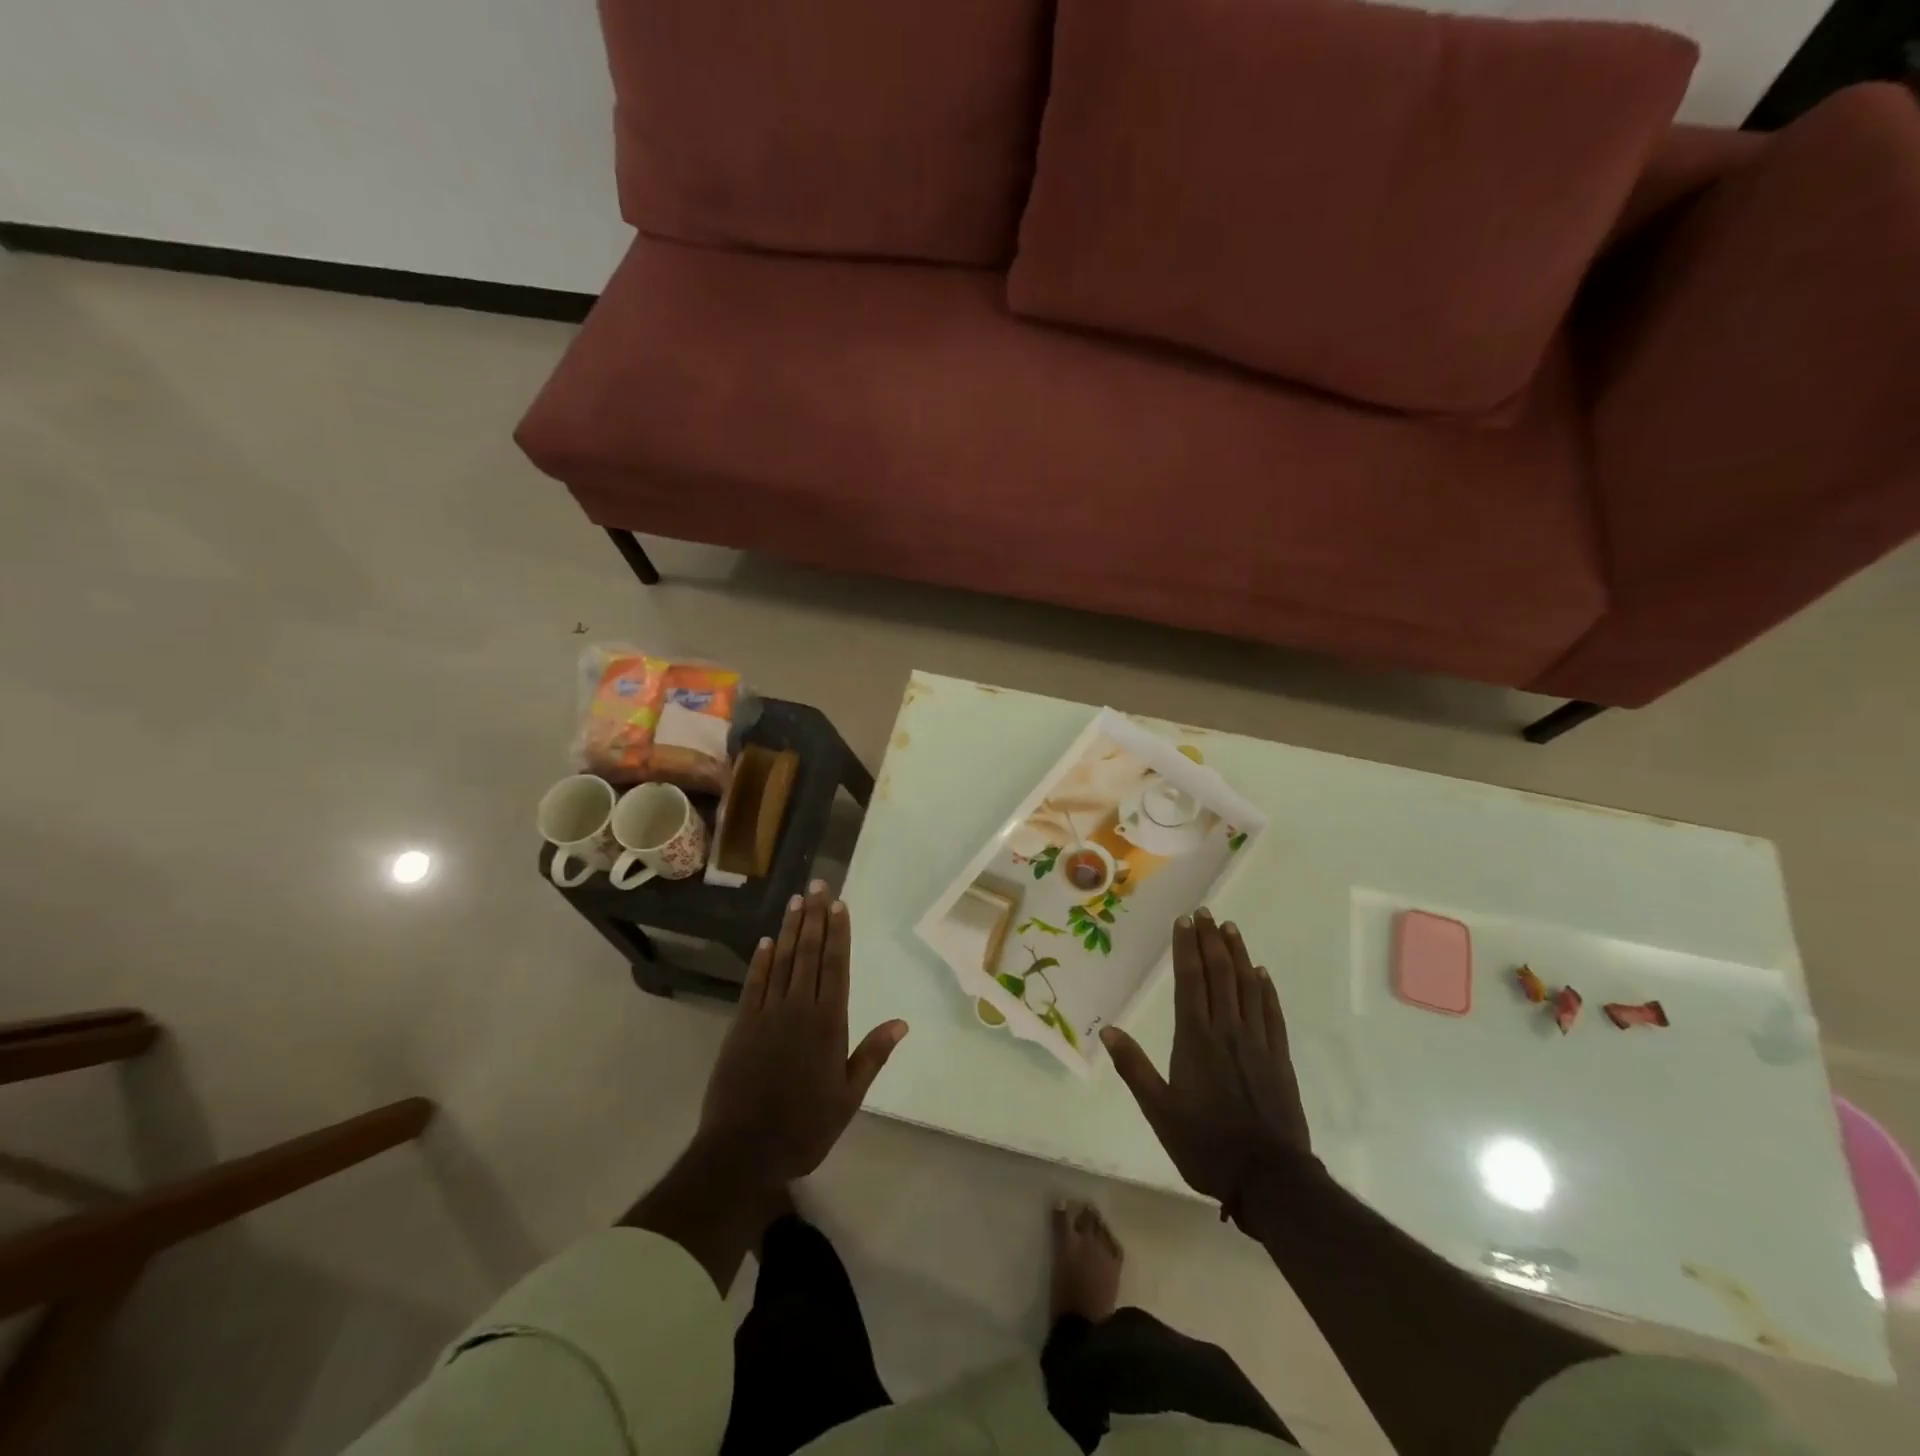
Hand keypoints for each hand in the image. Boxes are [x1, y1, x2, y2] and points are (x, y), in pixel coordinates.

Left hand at [698, 881, 907, 1185]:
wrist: (743, 1150)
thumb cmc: (804, 1126)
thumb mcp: (848, 1097)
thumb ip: (872, 1055)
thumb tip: (902, 1023)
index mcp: (828, 1023)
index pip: (836, 966)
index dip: (838, 932)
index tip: (839, 903)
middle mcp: (798, 1008)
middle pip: (808, 953)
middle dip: (815, 916)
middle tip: (818, 884)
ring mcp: (766, 1014)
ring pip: (781, 960)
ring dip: (789, 928)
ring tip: (796, 900)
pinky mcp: (741, 1025)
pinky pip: (754, 984)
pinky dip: (760, 960)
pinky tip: (766, 941)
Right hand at [1101, 909, 1311, 1206]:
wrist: (1269, 1178)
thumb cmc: (1205, 1144)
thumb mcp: (1159, 1111)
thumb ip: (1134, 1068)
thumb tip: (1107, 1030)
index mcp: (1195, 1039)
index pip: (1190, 981)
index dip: (1186, 948)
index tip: (1184, 921)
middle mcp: (1227, 1030)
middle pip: (1220, 974)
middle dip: (1211, 940)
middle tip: (1206, 913)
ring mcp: (1257, 1042)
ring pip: (1247, 987)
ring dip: (1238, 955)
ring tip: (1231, 929)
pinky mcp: (1279, 1058)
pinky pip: (1272, 1013)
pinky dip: (1266, 989)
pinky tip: (1262, 973)